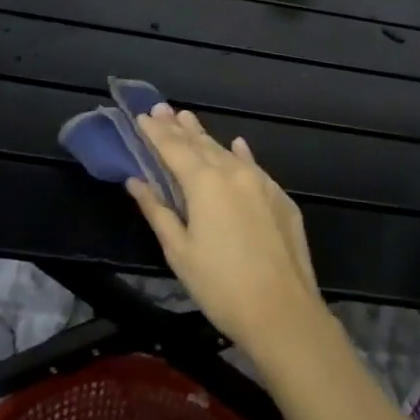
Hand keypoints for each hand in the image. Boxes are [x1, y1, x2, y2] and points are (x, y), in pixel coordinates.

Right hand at [126, 106, 323, 350]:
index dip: (156, 133)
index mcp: (206, 183)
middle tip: (162, 108)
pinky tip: (237, 144)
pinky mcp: (281, 198)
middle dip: (179, 127)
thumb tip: (137, 181)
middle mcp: (235, 173)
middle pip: (201, 145)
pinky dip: (240, 155)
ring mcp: (262, 183)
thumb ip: (158, 211)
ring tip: (188, 119)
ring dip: (206, 137)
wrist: (283, 310)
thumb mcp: (180, 252)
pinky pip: (254, 167)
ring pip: (228, 153)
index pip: (175, 149)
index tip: (142, 116)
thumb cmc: (221, 286)